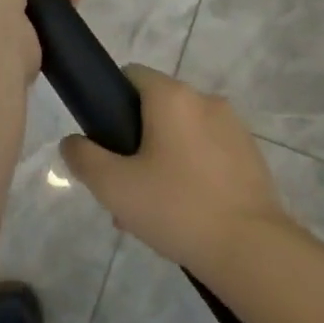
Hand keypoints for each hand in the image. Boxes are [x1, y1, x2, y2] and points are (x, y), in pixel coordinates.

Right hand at [59, 66, 286, 271]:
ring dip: (161, 161)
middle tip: (122, 188)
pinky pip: (207, 153)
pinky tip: (183, 213)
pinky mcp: (250, 155)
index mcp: (173, 97)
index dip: (109, 101)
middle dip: (134, 143)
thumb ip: (83, 157)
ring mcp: (233, 127)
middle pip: (156, 109)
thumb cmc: (175, 207)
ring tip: (150, 211)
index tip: (103, 142)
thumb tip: (73, 141)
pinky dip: (190, 172)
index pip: (131, 75)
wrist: (249, 247)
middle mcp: (206, 100)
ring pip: (182, 134)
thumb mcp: (113, 186)